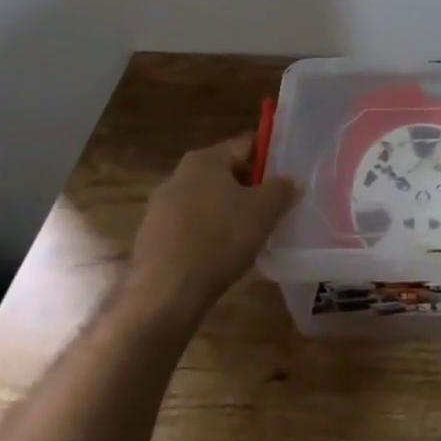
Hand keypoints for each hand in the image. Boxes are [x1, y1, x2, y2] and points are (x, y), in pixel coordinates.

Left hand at [126, 136, 297, 323]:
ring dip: (226, 212)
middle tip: (272, 208)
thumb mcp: (263, 211)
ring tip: (248, 235)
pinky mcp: (151, 239)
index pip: (246, 144)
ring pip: (206, 201)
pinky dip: (206, 235)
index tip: (286, 175)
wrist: (163, 295)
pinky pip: (189, 228)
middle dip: (248, 188)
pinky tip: (219, 256)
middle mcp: (179, 175)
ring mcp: (160, 208)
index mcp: (205, 159)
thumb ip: (281, 189)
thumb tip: (290, 181)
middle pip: (224, 173)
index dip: (269, 157)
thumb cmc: (219, 239)